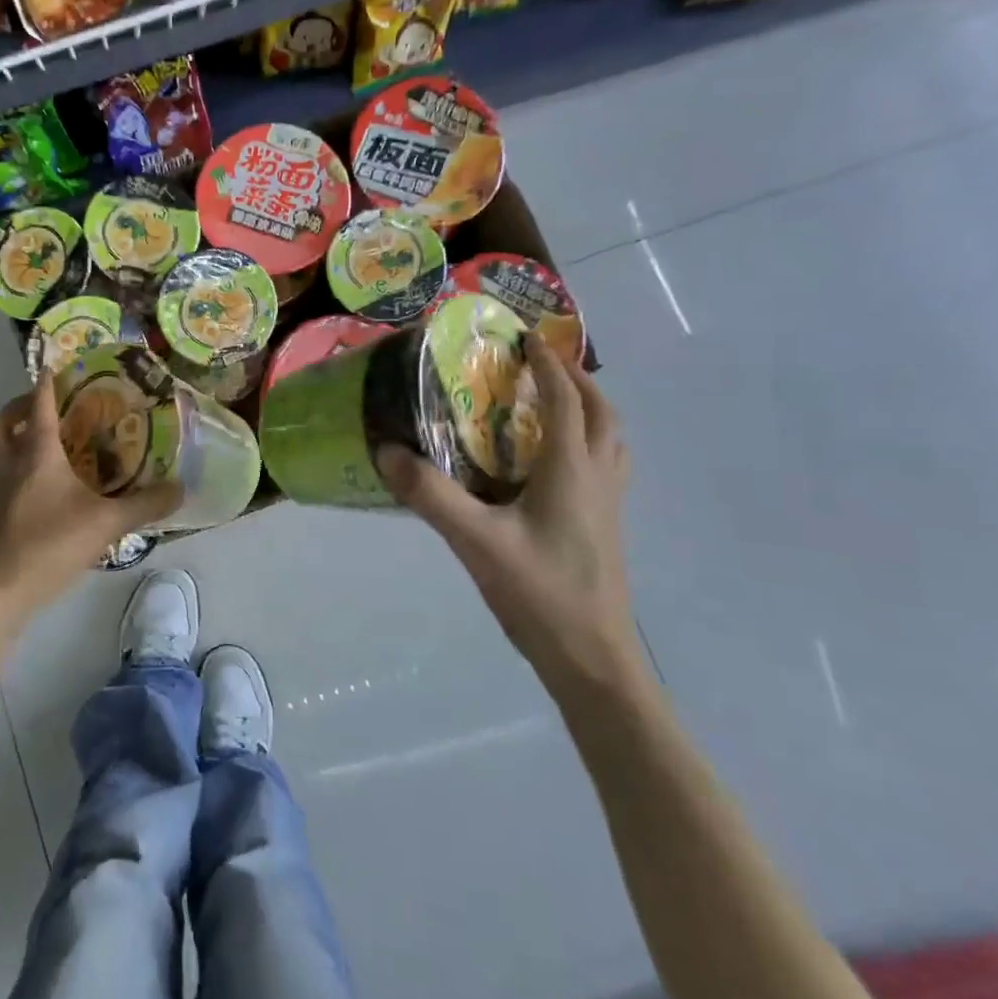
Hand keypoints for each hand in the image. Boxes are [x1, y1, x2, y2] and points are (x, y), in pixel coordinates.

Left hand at [0, 372, 180, 620]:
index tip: (55, 364)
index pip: (39, 404)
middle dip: (20, 406)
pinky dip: (21, 466)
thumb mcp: (107, 523)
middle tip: (49, 406)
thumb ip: (145, 504)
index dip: (47, 382)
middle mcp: (13, 463)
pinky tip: (50, 484)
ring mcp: (0, 489)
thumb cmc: (49, 544)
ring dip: (16, 435)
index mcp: (37, 453)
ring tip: (49, 439)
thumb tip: (181, 488)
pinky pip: (5, 474)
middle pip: (3, 421)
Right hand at [378, 333, 646, 705]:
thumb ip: (431, 495)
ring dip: (589, 409)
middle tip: (541, 365)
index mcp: (571, 471)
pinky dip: (587, 442)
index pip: (568, 401)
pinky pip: (604, 466)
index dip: (549, 365)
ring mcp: (608, 506)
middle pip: (602, 414)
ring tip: (552, 402)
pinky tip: (551, 463)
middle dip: (576, 380)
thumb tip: (387, 451)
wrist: (593, 661)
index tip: (526, 337)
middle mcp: (598, 479)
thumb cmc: (539, 594)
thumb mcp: (475, 541)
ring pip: (610, 440)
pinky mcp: (604, 528)